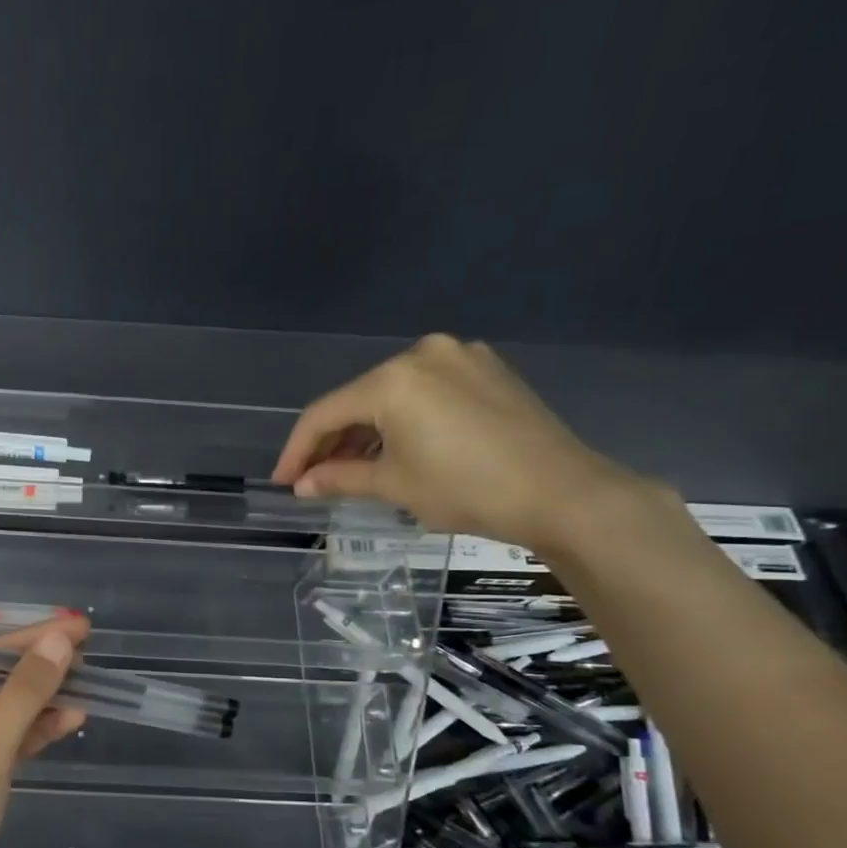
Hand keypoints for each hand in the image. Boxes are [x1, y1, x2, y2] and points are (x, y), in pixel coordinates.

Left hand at [0, 613, 89, 847]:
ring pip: (3, 713)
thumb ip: (23, 694)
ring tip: (87, 681)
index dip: (28, 637)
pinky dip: (36, 732)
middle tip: (86, 646)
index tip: (74, 624)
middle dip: (36, 664)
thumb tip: (59, 641)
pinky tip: (71, 719)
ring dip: (42, 698)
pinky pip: (8, 745)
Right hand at [271, 333, 665, 555]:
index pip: (324, 414)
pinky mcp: (487, 371)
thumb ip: (339, 478)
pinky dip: (403, 421)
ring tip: (353, 470)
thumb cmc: (466, 489)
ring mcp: (461, 358)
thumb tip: (302, 484)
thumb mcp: (393, 485)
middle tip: (315, 479)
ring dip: (367, 432)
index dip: (297, 450)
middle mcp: (423, 354)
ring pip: (392, 395)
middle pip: (358, 400)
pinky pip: (426, 393)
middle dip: (333, 442)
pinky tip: (397, 450)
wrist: (562, 493)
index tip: (283, 482)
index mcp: (393, 379)